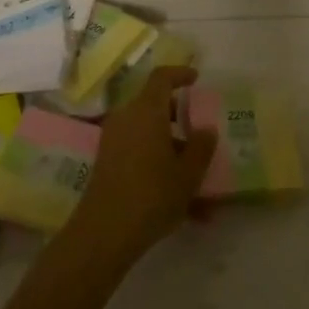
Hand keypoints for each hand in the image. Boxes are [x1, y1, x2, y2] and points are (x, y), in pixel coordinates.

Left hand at [67, 67, 215, 268]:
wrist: (103, 234)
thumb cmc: (152, 194)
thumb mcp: (188, 173)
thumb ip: (201, 147)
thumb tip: (205, 129)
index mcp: (147, 111)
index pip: (162, 77)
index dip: (180, 74)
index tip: (196, 79)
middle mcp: (127, 119)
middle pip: (154, 105)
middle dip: (179, 117)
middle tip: (199, 130)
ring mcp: (114, 142)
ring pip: (148, 135)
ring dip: (172, 150)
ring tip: (198, 182)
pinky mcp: (107, 164)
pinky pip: (139, 155)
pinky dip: (159, 168)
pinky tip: (185, 207)